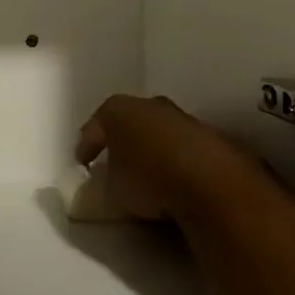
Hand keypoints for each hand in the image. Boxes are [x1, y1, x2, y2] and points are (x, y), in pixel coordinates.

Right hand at [75, 95, 254, 220]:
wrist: (211, 183)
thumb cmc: (148, 180)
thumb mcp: (112, 190)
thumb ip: (107, 180)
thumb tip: (112, 181)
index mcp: (119, 111)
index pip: (94, 128)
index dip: (86, 147)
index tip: (83, 165)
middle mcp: (151, 105)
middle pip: (130, 122)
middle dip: (122, 141)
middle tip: (115, 162)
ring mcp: (184, 117)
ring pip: (160, 131)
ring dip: (153, 149)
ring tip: (149, 173)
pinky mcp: (211, 136)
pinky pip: (184, 147)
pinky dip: (178, 159)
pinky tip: (177, 178)